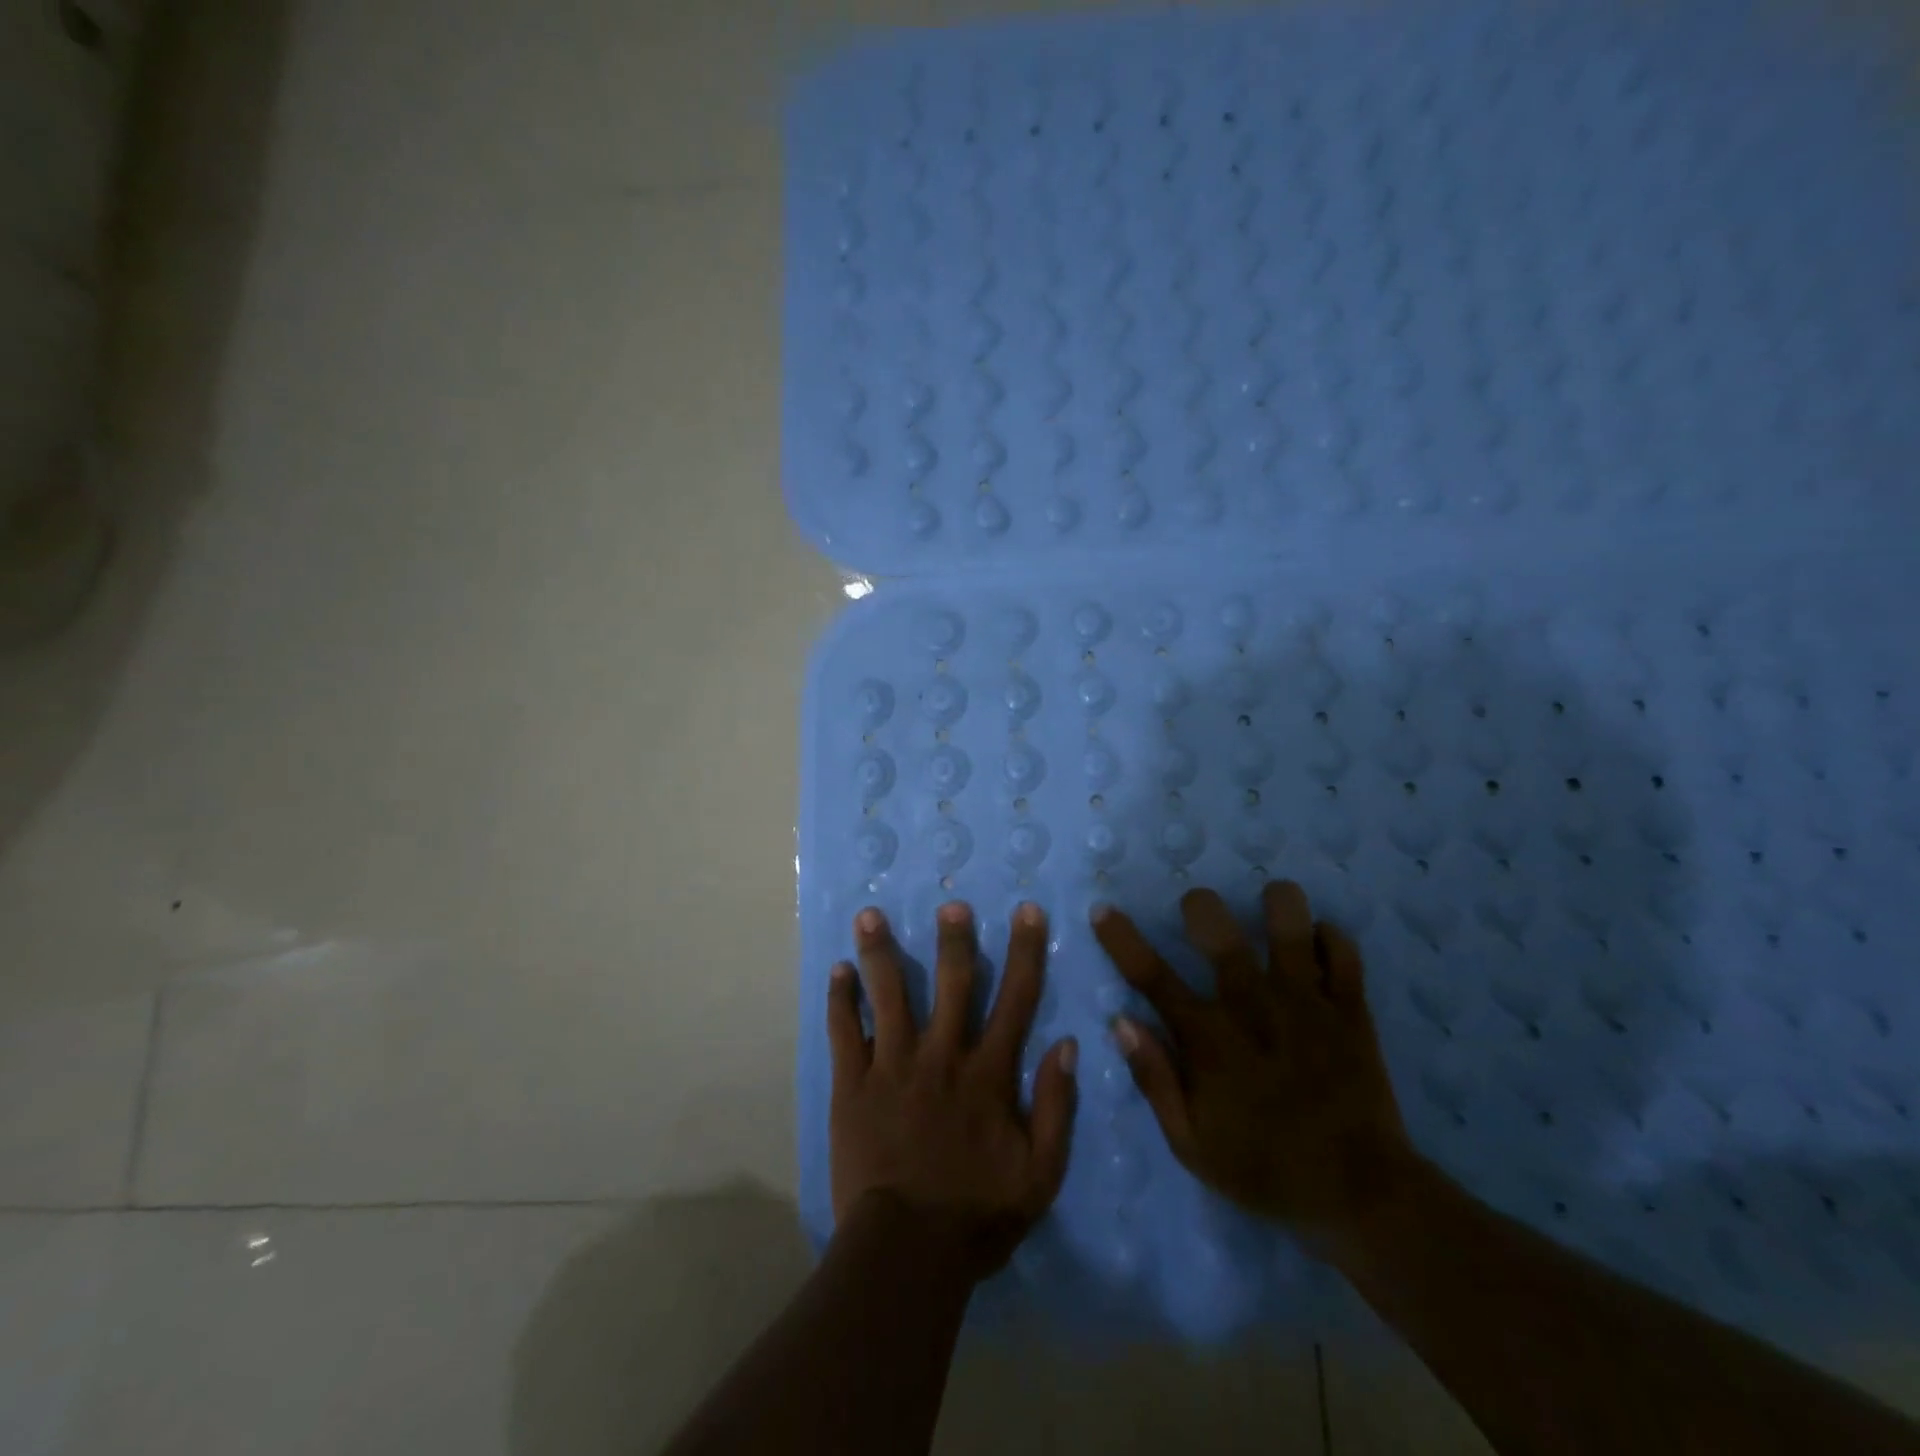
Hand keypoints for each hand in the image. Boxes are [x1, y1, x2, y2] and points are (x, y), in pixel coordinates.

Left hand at [829, 902, 1077, 1277]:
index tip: (1026, 911)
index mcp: (988, 1074)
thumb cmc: (977, 1214)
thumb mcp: (1040, 1173)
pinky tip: (837, 970)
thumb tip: (1067, 1044)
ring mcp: (892, 1066)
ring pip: (888, 996)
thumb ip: (1057, 1107)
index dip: (1024, 951)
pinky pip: (845, 1033)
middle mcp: (941, 1057)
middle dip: (953, 940)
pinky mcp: (853, 1085)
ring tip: (869, 914)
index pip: (1015, 999)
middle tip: (950, 903)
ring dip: (880, 952)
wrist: (906, 1253)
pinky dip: (840, 999)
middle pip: (951, 984)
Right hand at [1092, 880, 1416, 1249]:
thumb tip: (1121, 1022)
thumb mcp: (1191, 1144)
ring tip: (1270, 905)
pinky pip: (1343, 950)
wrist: (1361, 1196)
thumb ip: (1154, 1079)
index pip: (1151, 976)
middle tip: (1200, 911)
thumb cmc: (1265, 1170)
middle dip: (1201, 906)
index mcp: (1209, 1039)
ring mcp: (1306, 1003)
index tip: (1103, 909)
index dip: (1121, 938)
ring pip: (1289, 923)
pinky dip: (1328, 936)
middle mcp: (1253, 1006)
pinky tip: (1317, 941)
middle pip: (1219, 929)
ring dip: (1276, 904)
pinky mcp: (1350, 1009)